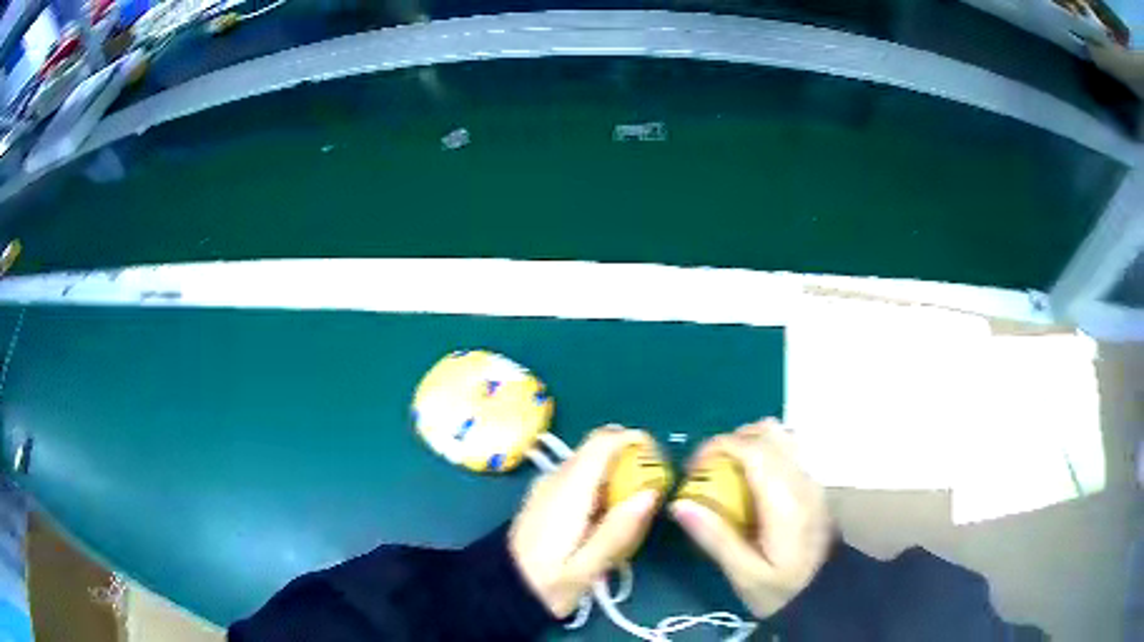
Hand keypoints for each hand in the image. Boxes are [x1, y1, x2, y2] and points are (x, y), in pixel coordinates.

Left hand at [509, 426, 662, 617]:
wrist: (505, 591)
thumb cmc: (548, 583)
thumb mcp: (586, 568)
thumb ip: (618, 531)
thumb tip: (650, 494)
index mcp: (568, 490)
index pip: (603, 441)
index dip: (635, 441)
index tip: (659, 464)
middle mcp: (556, 478)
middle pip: (599, 449)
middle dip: (630, 461)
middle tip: (651, 494)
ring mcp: (548, 486)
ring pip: (591, 463)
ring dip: (616, 476)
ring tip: (632, 512)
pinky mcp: (546, 497)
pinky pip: (581, 477)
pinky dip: (601, 487)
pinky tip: (606, 520)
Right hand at [670, 419, 832, 617]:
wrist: (824, 595)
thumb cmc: (782, 589)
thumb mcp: (744, 574)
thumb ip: (715, 537)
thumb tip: (680, 504)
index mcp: (784, 499)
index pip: (752, 448)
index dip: (717, 447)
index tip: (692, 468)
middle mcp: (801, 480)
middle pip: (769, 431)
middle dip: (732, 440)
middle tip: (709, 469)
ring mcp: (811, 480)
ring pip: (781, 436)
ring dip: (751, 443)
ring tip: (730, 473)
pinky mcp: (814, 486)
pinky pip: (788, 451)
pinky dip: (764, 453)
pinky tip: (751, 485)